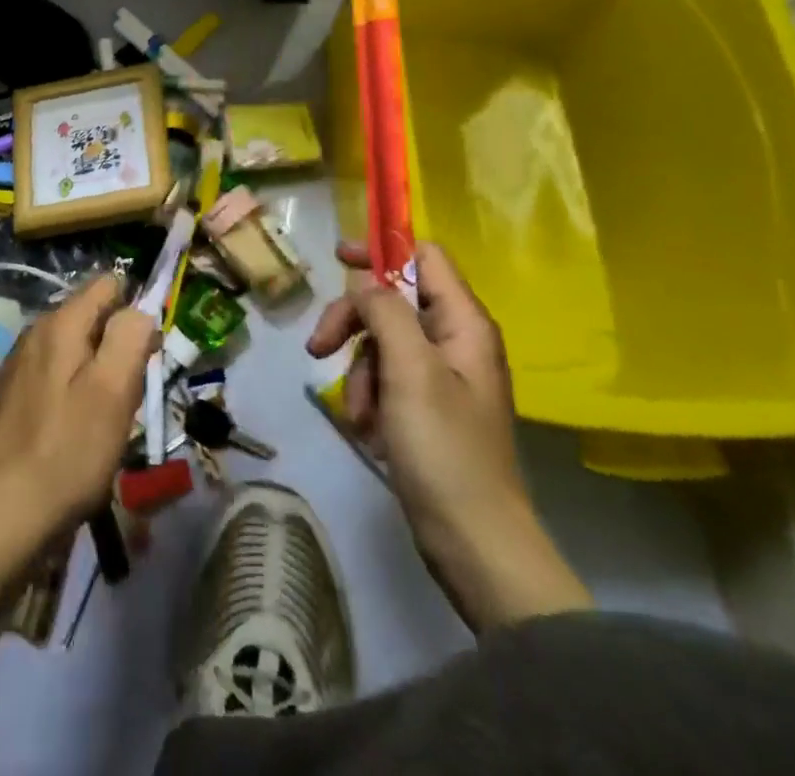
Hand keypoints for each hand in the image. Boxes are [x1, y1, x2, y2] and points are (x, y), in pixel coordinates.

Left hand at [0, 273, 156, 571]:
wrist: (3, 517)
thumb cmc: (68, 451)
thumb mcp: (113, 390)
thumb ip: (130, 337)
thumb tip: (139, 309)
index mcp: (60, 322)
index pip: (108, 284)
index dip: (136, 310)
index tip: (147, 354)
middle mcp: (35, 333)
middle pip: (93, 317)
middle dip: (118, 345)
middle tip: (128, 394)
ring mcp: (20, 365)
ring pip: (76, 348)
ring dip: (99, 372)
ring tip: (107, 418)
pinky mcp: (13, 397)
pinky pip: (58, 375)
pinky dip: (76, 391)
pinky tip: (78, 430)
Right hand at [307, 240, 589, 630]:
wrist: (475, 544)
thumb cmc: (445, 449)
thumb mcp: (411, 370)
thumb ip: (385, 312)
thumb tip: (365, 280)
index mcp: (463, 322)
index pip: (424, 256)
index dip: (382, 250)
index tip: (338, 259)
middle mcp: (455, 341)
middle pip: (393, 301)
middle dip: (354, 321)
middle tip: (319, 347)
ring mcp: (441, 376)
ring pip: (383, 342)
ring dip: (360, 370)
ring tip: (357, 413)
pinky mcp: (427, 408)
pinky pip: (388, 379)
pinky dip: (370, 397)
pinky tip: (366, 428)